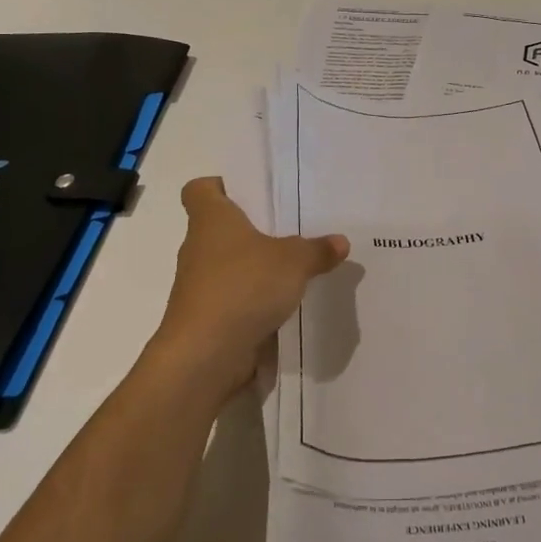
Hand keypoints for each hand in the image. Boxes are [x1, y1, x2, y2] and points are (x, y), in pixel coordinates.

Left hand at [147, 176, 348, 402]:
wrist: (204, 356)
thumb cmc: (243, 287)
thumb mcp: (293, 262)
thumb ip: (317, 249)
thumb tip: (340, 242)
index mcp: (211, 220)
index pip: (200, 189)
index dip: (221, 186)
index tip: (251, 193)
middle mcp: (200, 248)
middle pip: (221, 228)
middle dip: (253, 228)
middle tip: (293, 227)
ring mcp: (201, 286)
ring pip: (230, 265)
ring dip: (257, 267)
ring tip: (297, 267)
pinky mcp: (209, 318)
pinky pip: (235, 298)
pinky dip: (255, 299)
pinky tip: (286, 304)